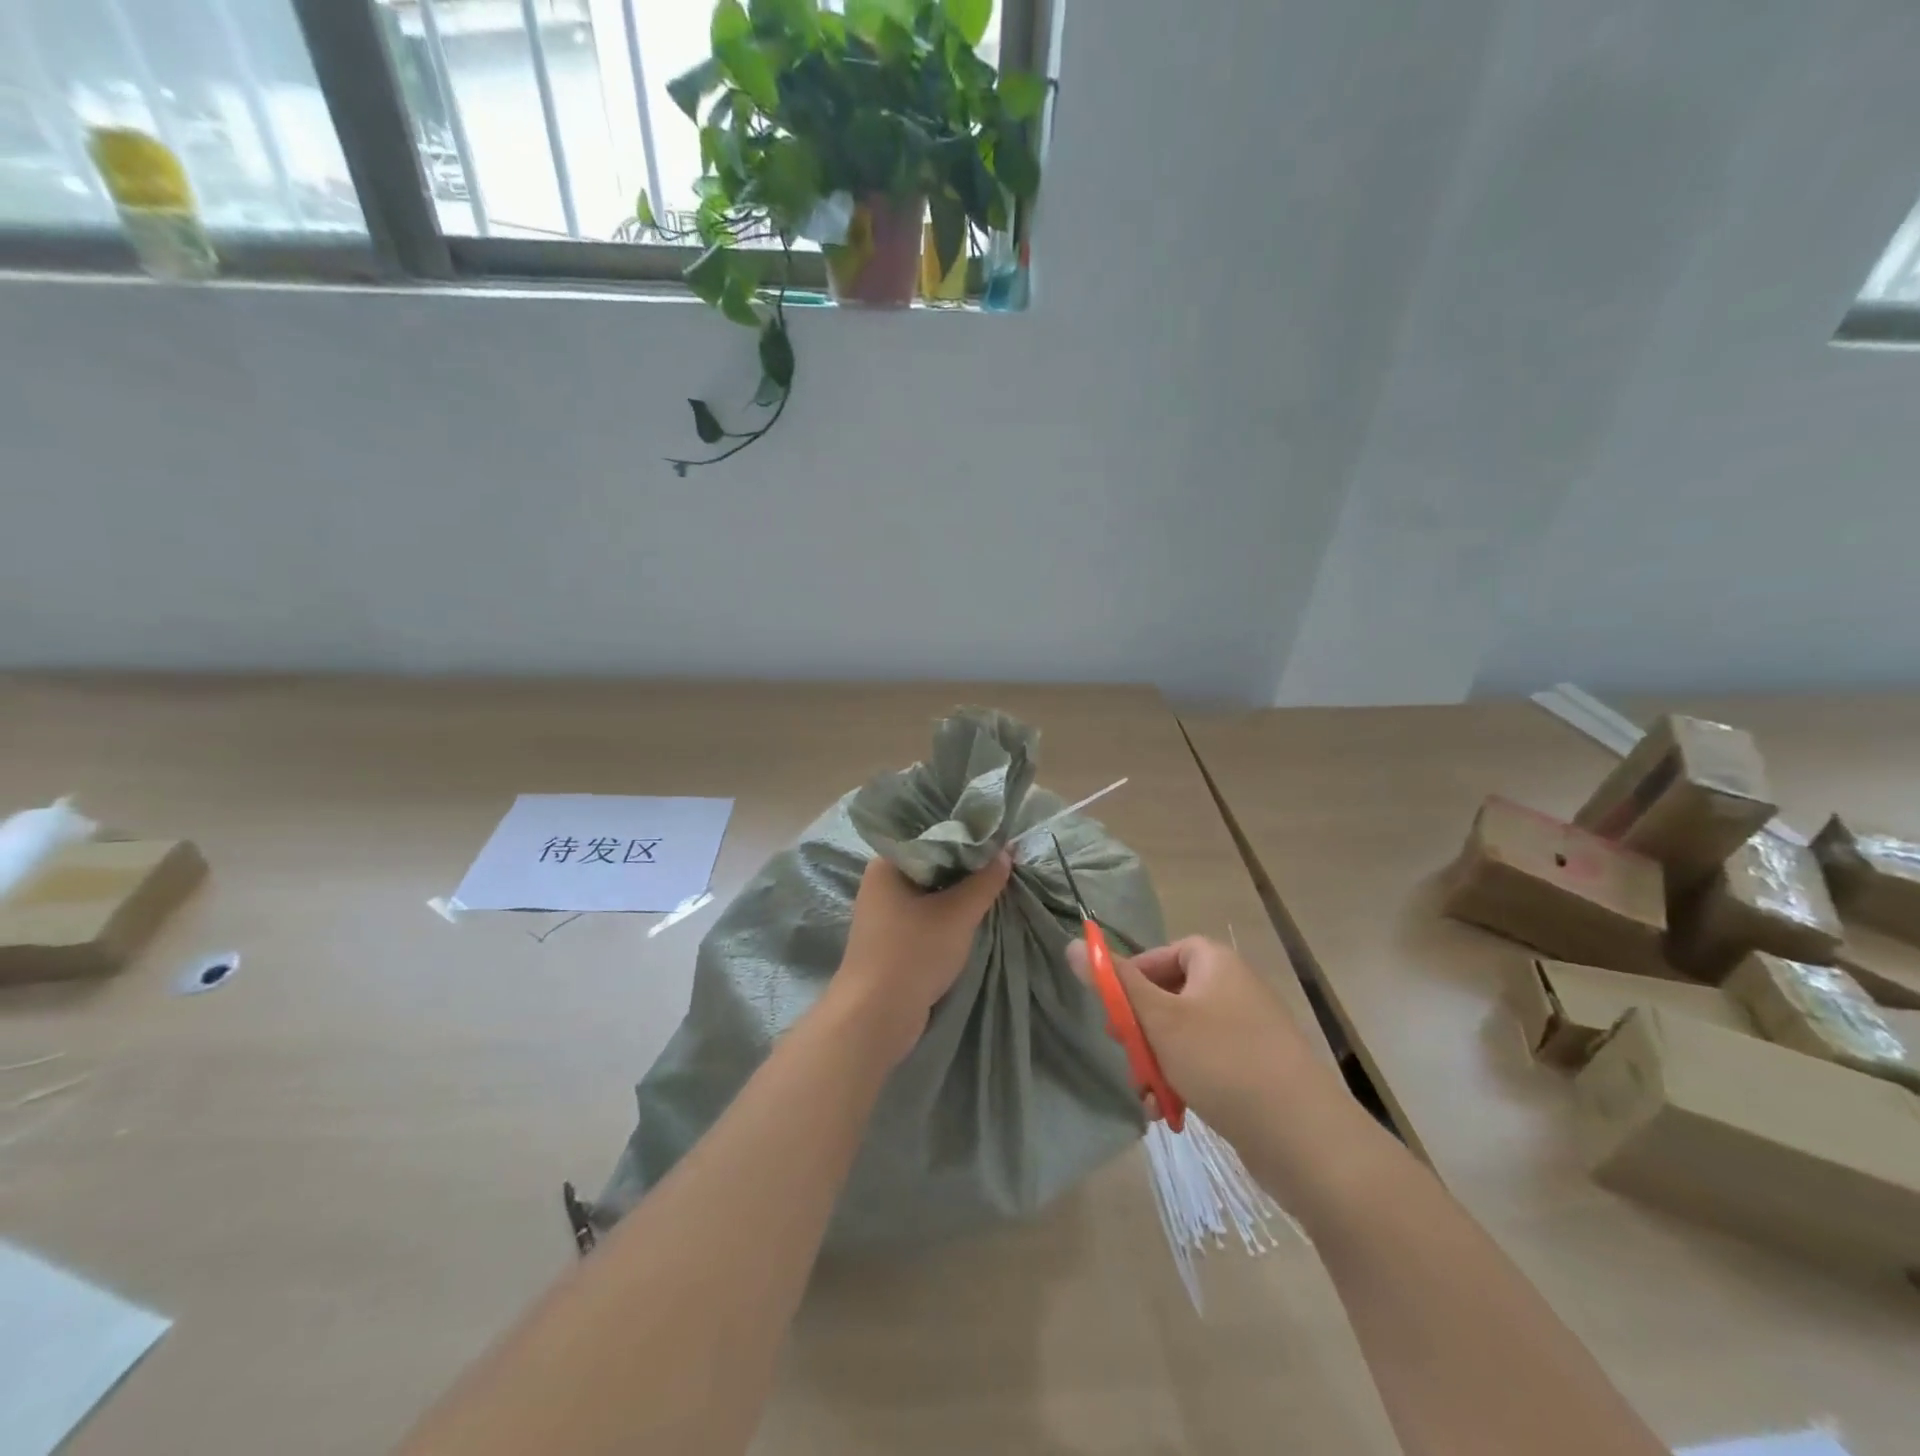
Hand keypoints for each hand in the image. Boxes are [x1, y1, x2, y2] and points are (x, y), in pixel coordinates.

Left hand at [828, 853, 1011, 1065]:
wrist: (876, 1017)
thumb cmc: (913, 953)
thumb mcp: (957, 913)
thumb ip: (984, 881)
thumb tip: (1006, 852)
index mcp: (887, 864)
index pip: (929, 834)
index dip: (964, 833)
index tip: (996, 835)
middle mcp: (882, 882)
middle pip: (931, 862)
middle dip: (966, 864)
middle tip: (1003, 859)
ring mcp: (885, 913)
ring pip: (930, 890)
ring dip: (959, 890)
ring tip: (995, 882)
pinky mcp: (892, 938)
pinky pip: (926, 913)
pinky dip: (948, 912)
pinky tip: (974, 912)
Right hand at [1067, 935, 1336, 1153]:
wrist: (1304, 1138)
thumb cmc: (1223, 1062)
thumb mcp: (1159, 1020)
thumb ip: (1115, 983)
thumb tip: (1073, 944)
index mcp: (1216, 964)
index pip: (1164, 953)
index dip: (1134, 976)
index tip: (1114, 1009)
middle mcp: (1235, 989)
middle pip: (1170, 996)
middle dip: (1142, 1030)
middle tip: (1126, 1055)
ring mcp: (1249, 1031)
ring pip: (1183, 1036)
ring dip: (1157, 1063)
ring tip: (1147, 1095)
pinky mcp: (1256, 1070)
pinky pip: (1206, 1064)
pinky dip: (1183, 1081)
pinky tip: (1169, 1112)